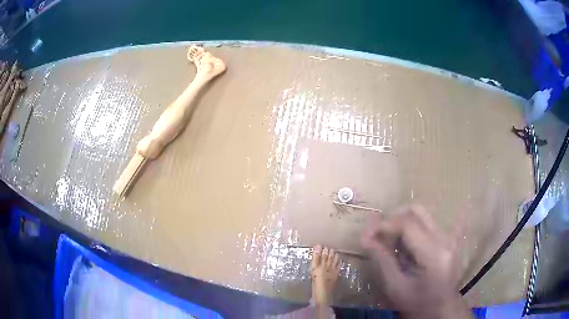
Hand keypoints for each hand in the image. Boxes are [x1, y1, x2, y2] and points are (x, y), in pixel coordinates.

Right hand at [360, 205, 470, 318]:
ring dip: (402, 224)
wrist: (441, 308)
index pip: (408, 224)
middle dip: (394, 218)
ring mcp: (449, 237)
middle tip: (379, 234)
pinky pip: (427, 224)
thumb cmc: (417, 303)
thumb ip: (382, 259)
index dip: (385, 224)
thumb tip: (365, 236)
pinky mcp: (448, 238)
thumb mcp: (395, 287)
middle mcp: (445, 239)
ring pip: (422, 216)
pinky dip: (411, 230)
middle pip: (417, 211)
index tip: (368, 233)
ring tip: (392, 244)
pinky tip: (406, 248)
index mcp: (434, 254)